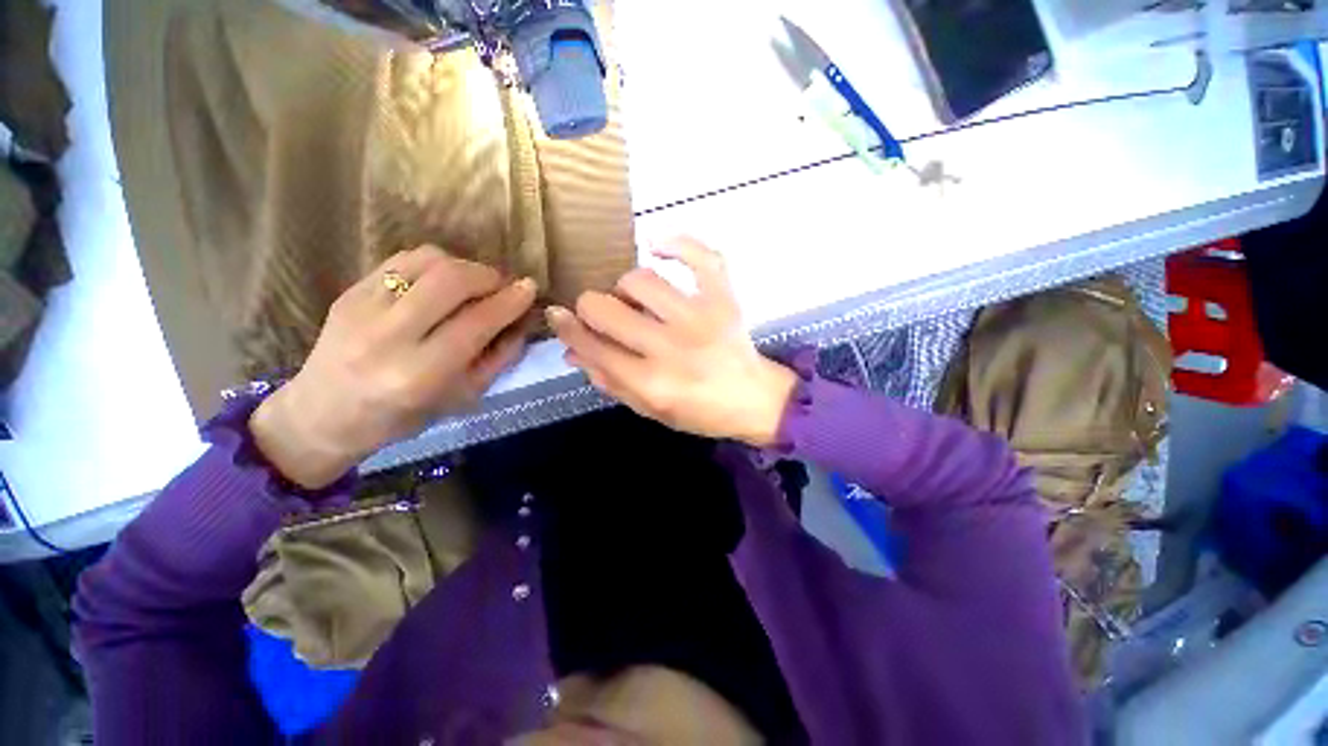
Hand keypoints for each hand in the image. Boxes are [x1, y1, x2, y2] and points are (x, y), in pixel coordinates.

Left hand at [249, 246, 536, 487]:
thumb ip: (499, 358)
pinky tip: (442, 280)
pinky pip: (402, 259)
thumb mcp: (464, 397)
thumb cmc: (403, 417)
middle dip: (489, 276)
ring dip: (463, 266)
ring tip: (475, 284)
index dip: (509, 301)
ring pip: (427, 261)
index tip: (529, 289)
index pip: (477, 322)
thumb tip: (522, 321)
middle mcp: (389, 336)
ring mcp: (362, 308)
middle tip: (503, 285)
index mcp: (421, 373)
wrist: (323, 414)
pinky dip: (434, 263)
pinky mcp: (349, 291)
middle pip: (451, 280)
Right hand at [547, 237, 796, 446]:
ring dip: (626, 287)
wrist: (753, 399)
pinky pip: (700, 255)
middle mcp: (671, 347)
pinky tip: (658, 248)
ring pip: (640, 280)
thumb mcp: (649, 409)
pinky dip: (676, 244)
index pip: (592, 347)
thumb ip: (609, 381)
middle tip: (602, 314)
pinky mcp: (724, 297)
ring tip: (635, 300)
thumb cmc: (699, 411)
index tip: (559, 316)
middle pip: (605, 308)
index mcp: (651, 382)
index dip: (567, 328)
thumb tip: (572, 350)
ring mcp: (700, 317)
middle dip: (590, 308)